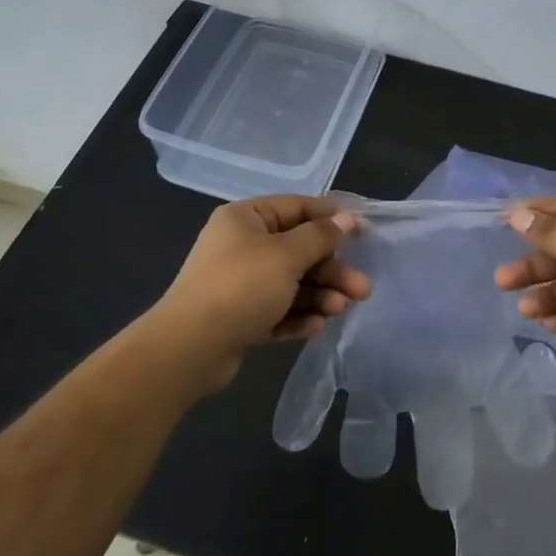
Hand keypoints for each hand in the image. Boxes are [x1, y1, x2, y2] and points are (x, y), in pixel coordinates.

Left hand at [153, 196, 370, 391]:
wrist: (190, 348)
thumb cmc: (241, 287)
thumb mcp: (287, 255)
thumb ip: (321, 236)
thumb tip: (348, 218)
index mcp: (246, 219)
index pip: (298, 208)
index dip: (333, 218)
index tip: (365, 233)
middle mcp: (242, 246)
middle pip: (299, 250)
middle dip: (331, 270)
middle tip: (361, 289)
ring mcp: (241, 283)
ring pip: (292, 282)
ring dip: (320, 295)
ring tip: (340, 310)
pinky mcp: (241, 317)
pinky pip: (278, 309)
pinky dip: (299, 315)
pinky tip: (317, 326)